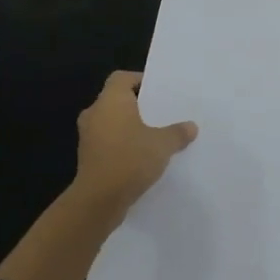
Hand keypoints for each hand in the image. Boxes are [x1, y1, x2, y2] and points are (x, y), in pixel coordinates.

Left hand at [72, 71, 197, 220]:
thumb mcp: (162, 145)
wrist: (98, 201)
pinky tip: (141, 157)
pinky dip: (122, 145)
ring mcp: (88, 137)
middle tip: (160, 112)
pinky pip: (108, 142)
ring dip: (129, 127)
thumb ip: (177, 133)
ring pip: (111, 123)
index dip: (139, 80)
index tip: (158, 90)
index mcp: (111, 101)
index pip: (122, 78)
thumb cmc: (130, 159)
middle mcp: (95, 113)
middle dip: (137, 106)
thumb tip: (191, 127)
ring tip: (154, 136)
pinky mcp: (88, 158)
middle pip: (116, 100)